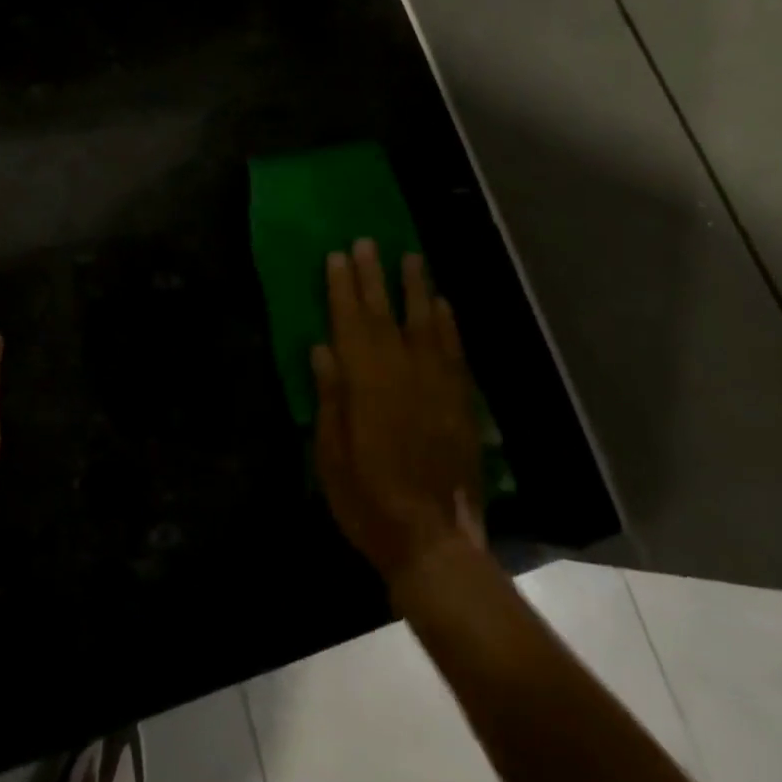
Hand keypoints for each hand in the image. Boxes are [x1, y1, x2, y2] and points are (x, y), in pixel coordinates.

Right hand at [312, 240, 484, 586]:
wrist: (433, 539)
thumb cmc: (368, 500)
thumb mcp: (331, 454)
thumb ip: (329, 397)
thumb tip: (321, 348)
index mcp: (364, 383)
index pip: (349, 322)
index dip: (341, 288)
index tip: (337, 256)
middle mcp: (401, 371)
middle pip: (384, 313)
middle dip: (373, 276)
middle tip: (367, 242)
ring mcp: (435, 383)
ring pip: (424, 322)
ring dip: (416, 287)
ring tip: (410, 256)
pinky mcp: (460, 400)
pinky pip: (454, 350)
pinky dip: (447, 324)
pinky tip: (442, 305)